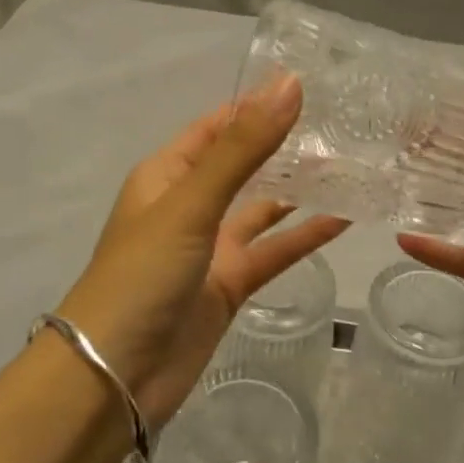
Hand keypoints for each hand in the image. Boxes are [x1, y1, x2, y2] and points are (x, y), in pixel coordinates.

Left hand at [52, 75, 347, 427]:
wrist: (113, 378)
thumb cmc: (143, 274)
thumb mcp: (192, 202)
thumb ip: (243, 147)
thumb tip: (288, 84)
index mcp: (168, 174)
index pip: (218, 126)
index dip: (258, 105)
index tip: (311, 86)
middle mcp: (190, 204)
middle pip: (244, 164)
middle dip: (285, 146)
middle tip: (343, 127)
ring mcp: (211, 247)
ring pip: (262, 208)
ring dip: (299, 190)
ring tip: (350, 165)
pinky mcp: (229, 285)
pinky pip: (273, 251)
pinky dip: (304, 236)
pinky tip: (344, 219)